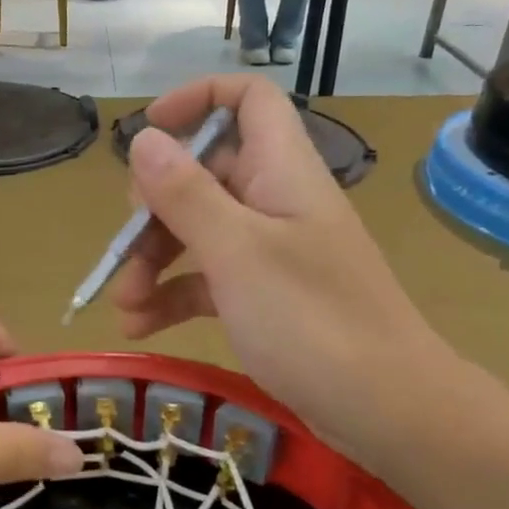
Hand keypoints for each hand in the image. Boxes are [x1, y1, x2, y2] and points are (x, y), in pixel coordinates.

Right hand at [113, 76, 455, 469]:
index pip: (248, 100)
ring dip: (154, 261)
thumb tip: (143, 138)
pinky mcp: (266, 295)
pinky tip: (140, 326)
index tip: (147, 131)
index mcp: (281, 170)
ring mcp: (272, 251)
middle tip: (126, 247)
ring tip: (122, 304)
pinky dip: (173, 296)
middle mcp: (276, 200)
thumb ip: (186, 193)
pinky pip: (209, 278)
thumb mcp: (237, 252)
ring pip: (199, 231)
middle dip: (155, 208)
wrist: (386, 409)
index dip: (197, 99)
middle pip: (205, 173)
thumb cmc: (311, 320)